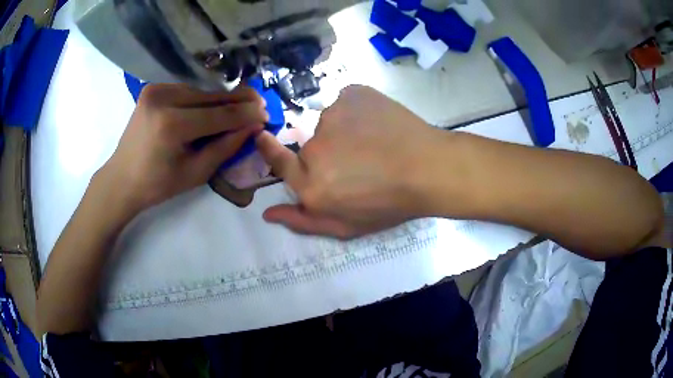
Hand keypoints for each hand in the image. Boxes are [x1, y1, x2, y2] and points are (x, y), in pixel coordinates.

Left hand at [98, 84, 267, 213]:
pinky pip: (186, 92)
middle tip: (260, 104)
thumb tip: (253, 127)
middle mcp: (163, 99)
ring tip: (238, 109)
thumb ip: (226, 147)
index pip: (220, 114)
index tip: (267, 113)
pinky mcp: (152, 88)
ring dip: (220, 101)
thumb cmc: (157, 185)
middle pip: (211, 97)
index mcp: (171, 125)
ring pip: (200, 92)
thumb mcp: (195, 173)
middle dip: (238, 102)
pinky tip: (209, 109)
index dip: (247, 114)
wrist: (121, 179)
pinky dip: (201, 100)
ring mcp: (156, 90)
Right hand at [256, 85, 446, 238]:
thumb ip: (303, 221)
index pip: (279, 162)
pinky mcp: (351, 95)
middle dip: (328, 154)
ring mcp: (332, 116)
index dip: (269, 149)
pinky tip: (379, 125)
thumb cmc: (390, 204)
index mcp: (311, 185)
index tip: (263, 136)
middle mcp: (314, 149)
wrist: (430, 168)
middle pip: (310, 147)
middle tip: (361, 161)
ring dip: (345, 131)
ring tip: (376, 143)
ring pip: (329, 124)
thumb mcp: (346, 227)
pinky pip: (346, 104)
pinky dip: (358, 112)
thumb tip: (267, 213)